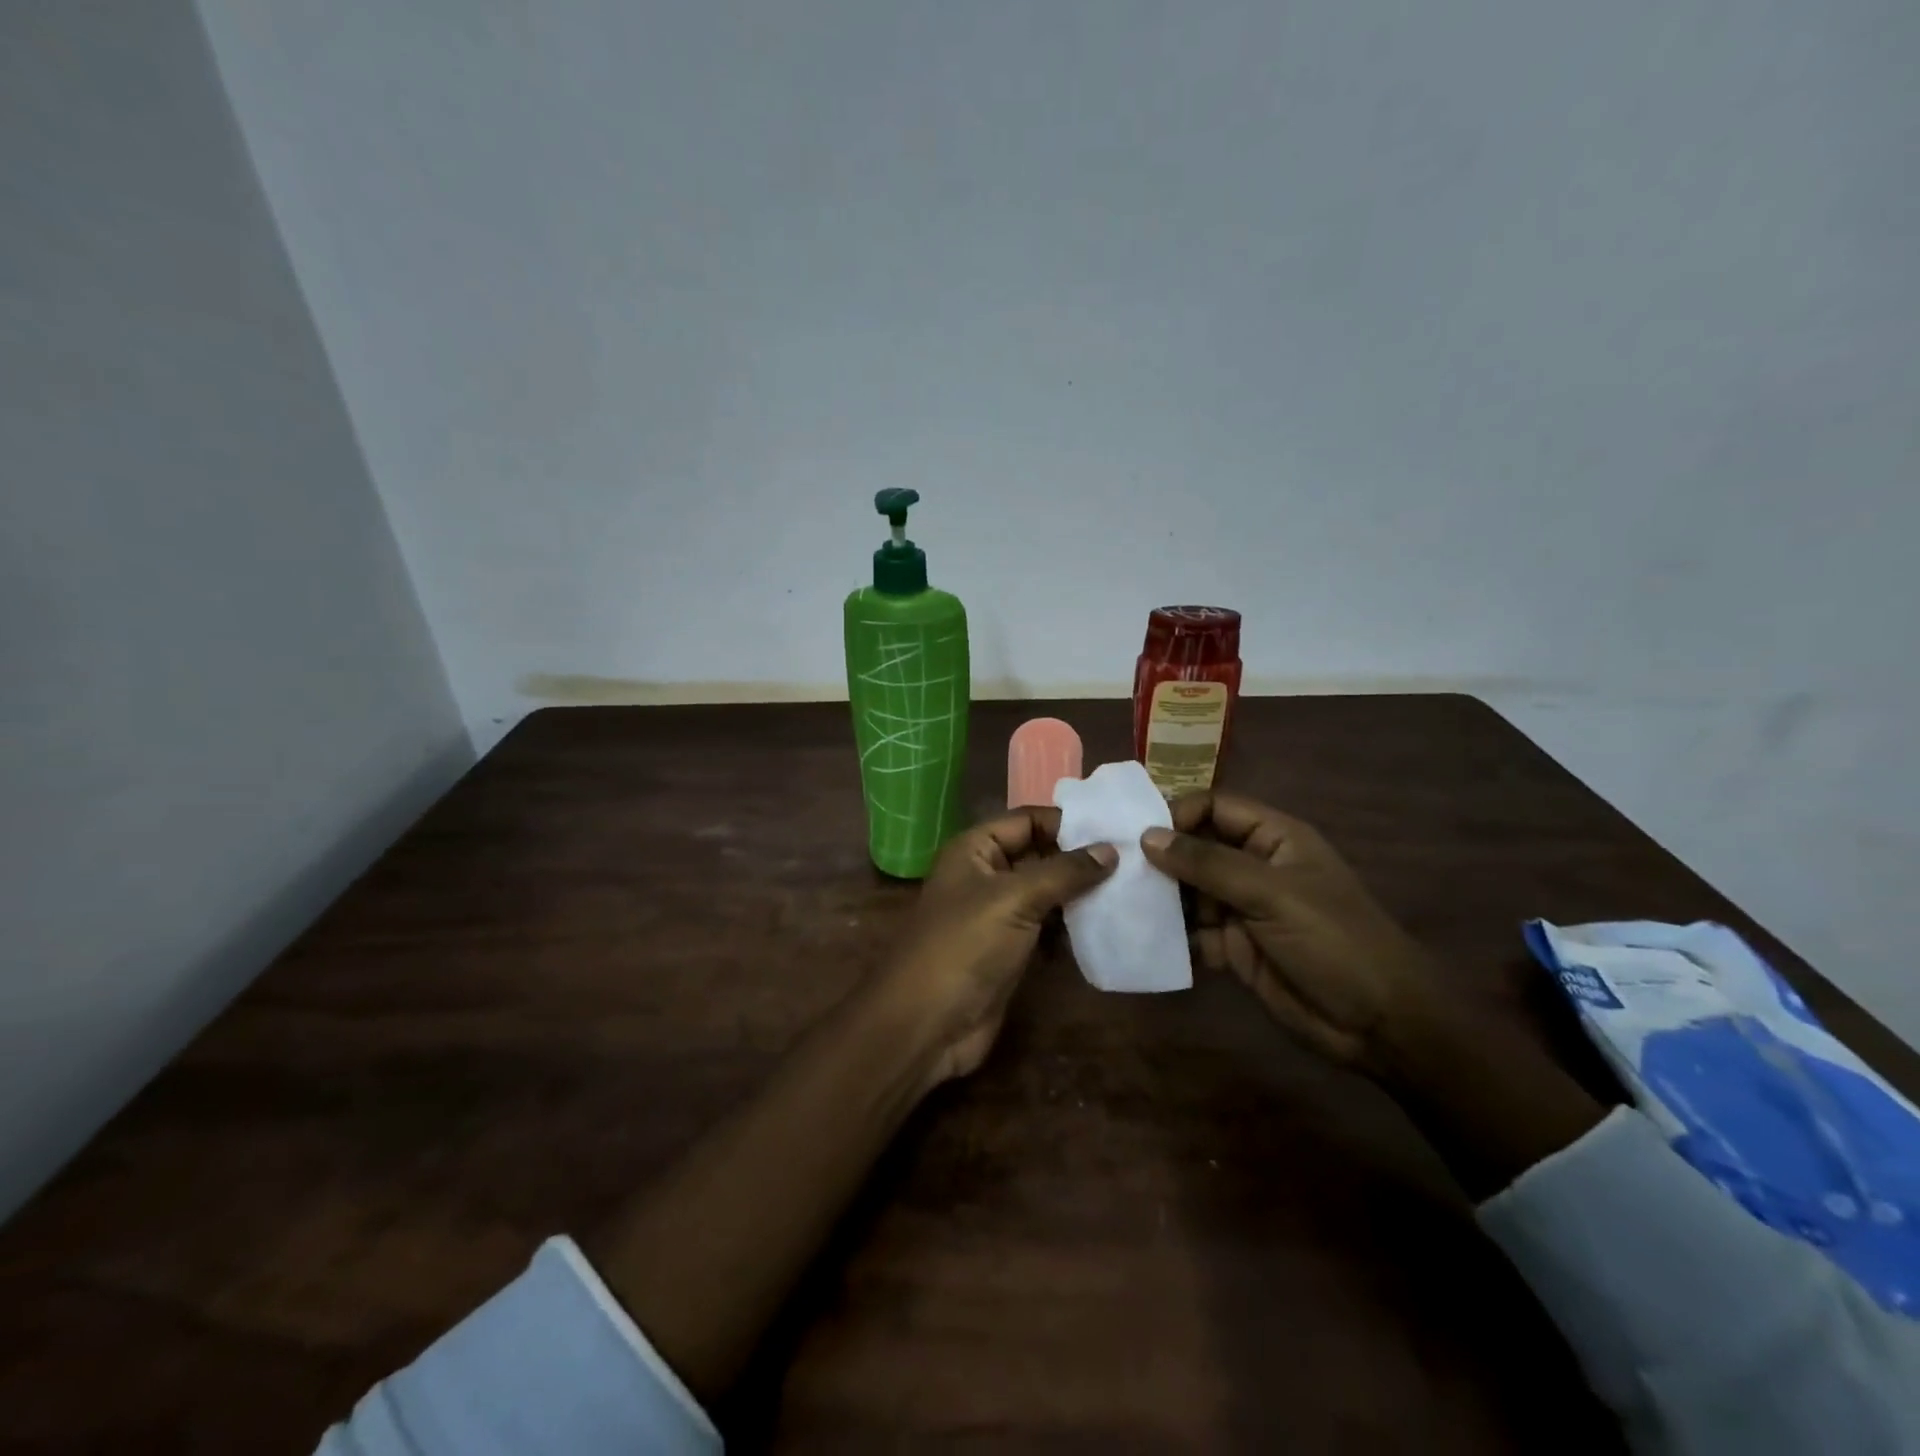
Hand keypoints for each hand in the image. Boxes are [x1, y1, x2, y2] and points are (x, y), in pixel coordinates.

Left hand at [874, 807, 1116, 1085]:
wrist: (926, 1024)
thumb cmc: (965, 946)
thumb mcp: (1014, 899)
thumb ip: (1064, 872)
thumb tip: (1110, 849)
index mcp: (975, 849)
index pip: (1027, 821)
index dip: (1067, 823)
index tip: (1116, 829)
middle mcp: (985, 875)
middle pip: (1039, 854)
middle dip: (1080, 858)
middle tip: (1135, 859)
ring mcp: (997, 915)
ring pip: (1046, 892)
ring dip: (1081, 893)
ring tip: (1132, 888)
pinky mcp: (1010, 950)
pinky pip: (1047, 927)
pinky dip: (1073, 926)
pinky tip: (1108, 924)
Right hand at [1140, 793, 1438, 1075]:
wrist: (1379, 1024)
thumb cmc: (1334, 941)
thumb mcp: (1273, 894)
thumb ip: (1209, 864)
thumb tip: (1148, 836)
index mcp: (1274, 838)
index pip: (1216, 807)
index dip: (1179, 813)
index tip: (1139, 834)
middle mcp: (1254, 867)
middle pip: (1197, 848)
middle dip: (1161, 857)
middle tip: (1116, 868)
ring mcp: (1243, 909)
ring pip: (1190, 891)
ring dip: (1161, 896)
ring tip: (1121, 901)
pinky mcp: (1235, 947)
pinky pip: (1193, 932)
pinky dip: (1170, 934)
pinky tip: (1142, 937)